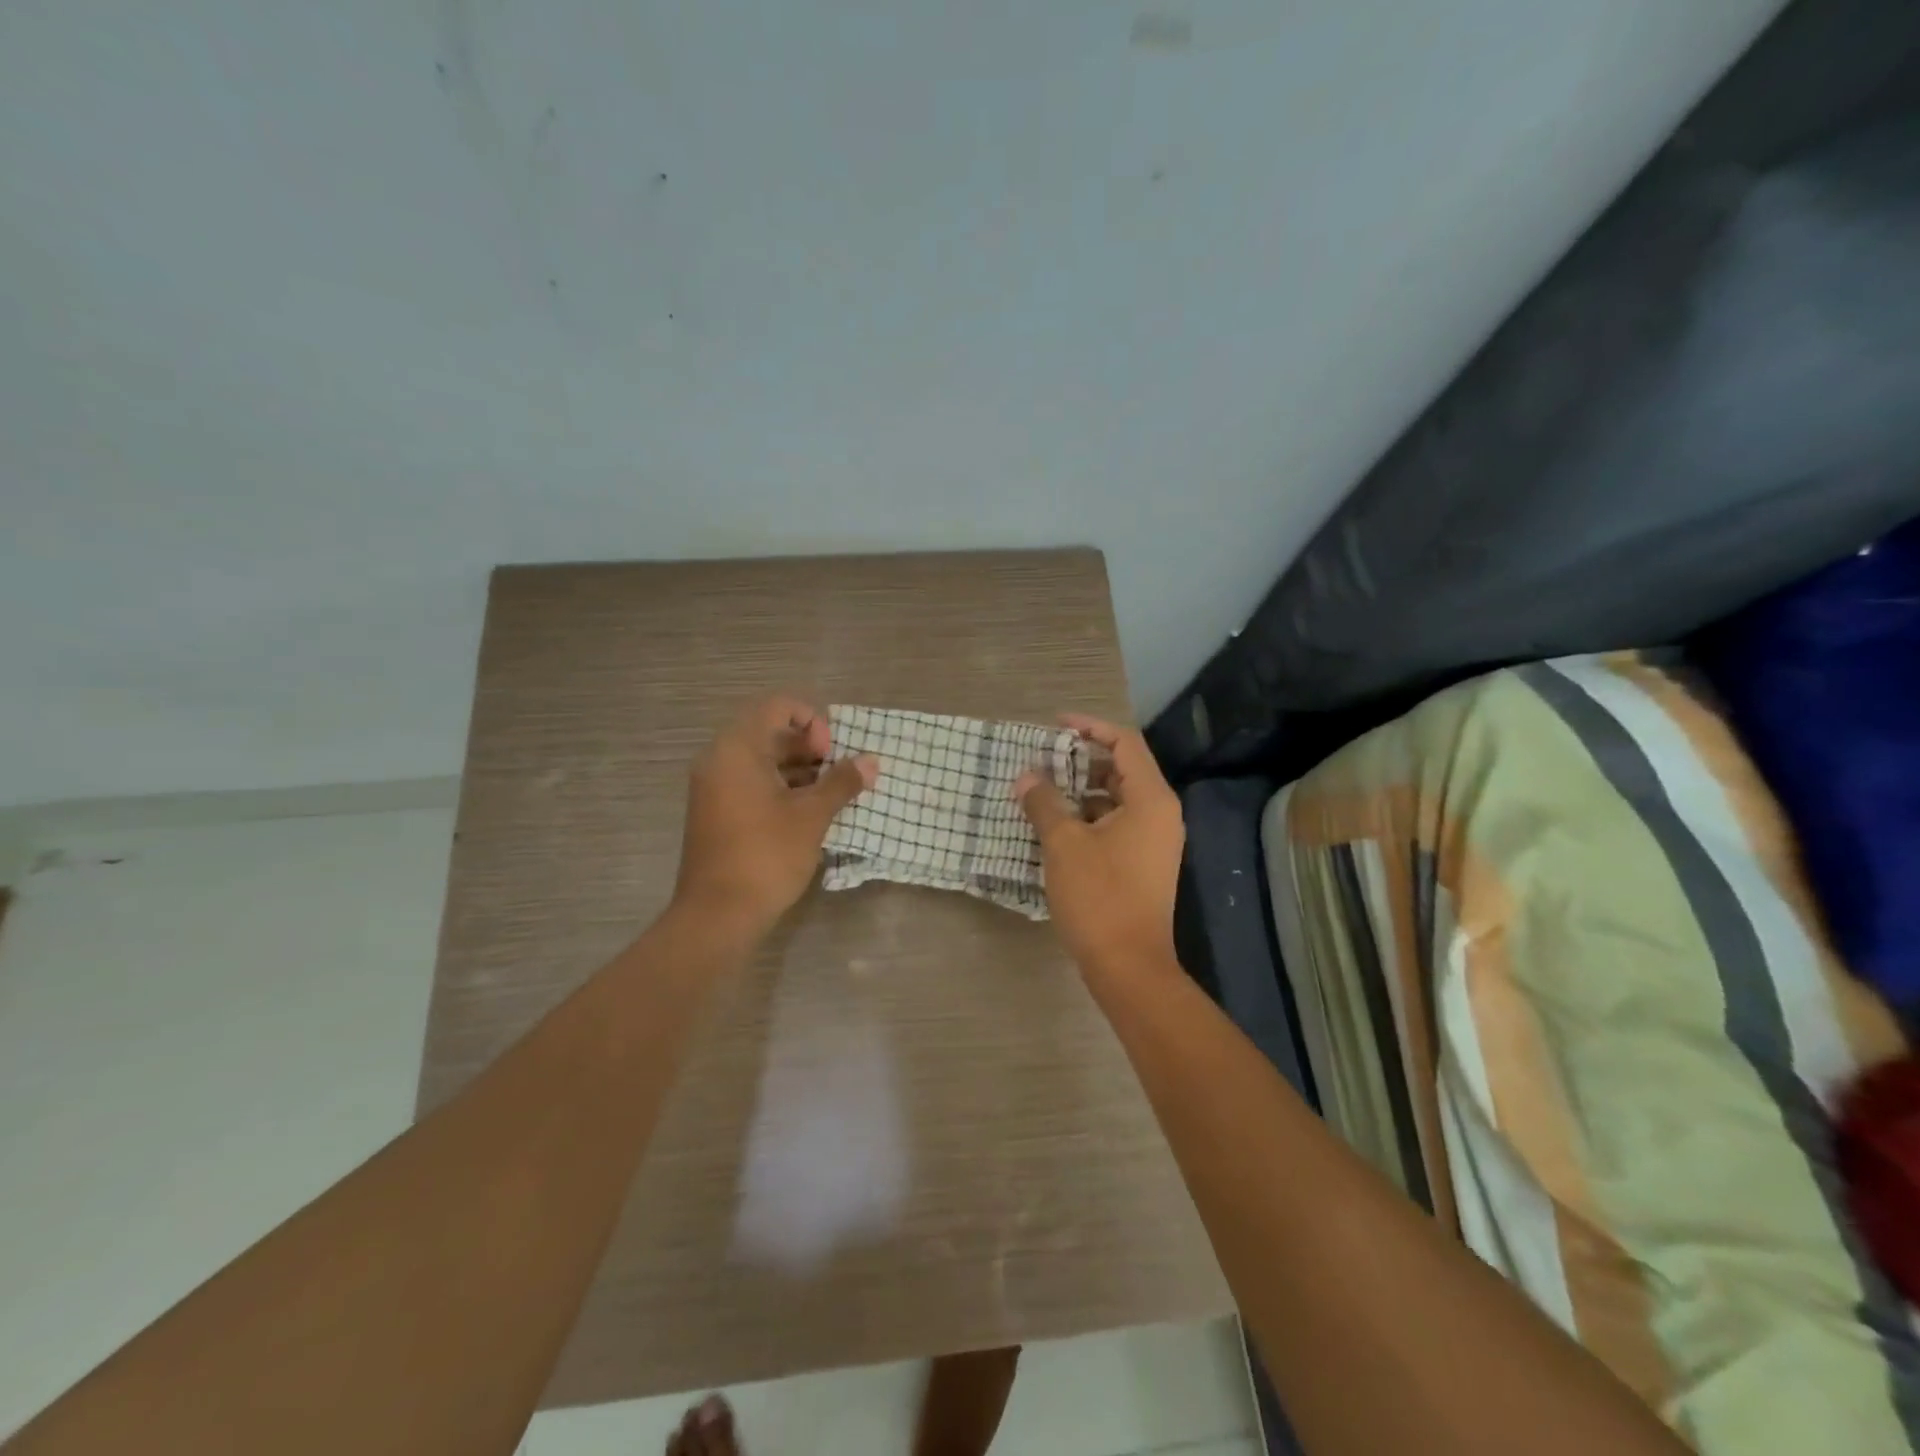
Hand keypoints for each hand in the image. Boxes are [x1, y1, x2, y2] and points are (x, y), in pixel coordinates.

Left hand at [674, 696, 877, 937]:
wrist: (717, 915)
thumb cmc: (766, 855)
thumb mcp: (812, 815)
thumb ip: (842, 782)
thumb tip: (872, 760)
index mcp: (737, 749)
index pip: (777, 707)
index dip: (812, 721)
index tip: (830, 754)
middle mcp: (719, 760)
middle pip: (769, 732)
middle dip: (809, 748)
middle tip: (836, 774)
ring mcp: (714, 787)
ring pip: (762, 761)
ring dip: (799, 770)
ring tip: (830, 794)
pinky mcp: (716, 812)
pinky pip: (751, 783)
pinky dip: (780, 788)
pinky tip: (808, 812)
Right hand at [1015, 714, 1184, 973]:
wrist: (1129, 966)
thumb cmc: (1099, 897)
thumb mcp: (1064, 844)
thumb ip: (1044, 803)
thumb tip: (1026, 776)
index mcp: (1151, 800)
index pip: (1124, 743)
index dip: (1090, 727)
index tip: (1055, 726)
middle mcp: (1160, 814)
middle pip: (1123, 769)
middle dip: (1082, 760)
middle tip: (1044, 759)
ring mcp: (1154, 841)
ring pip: (1118, 799)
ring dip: (1082, 791)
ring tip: (1043, 791)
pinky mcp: (1143, 864)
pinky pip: (1117, 824)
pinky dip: (1089, 817)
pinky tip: (1057, 827)